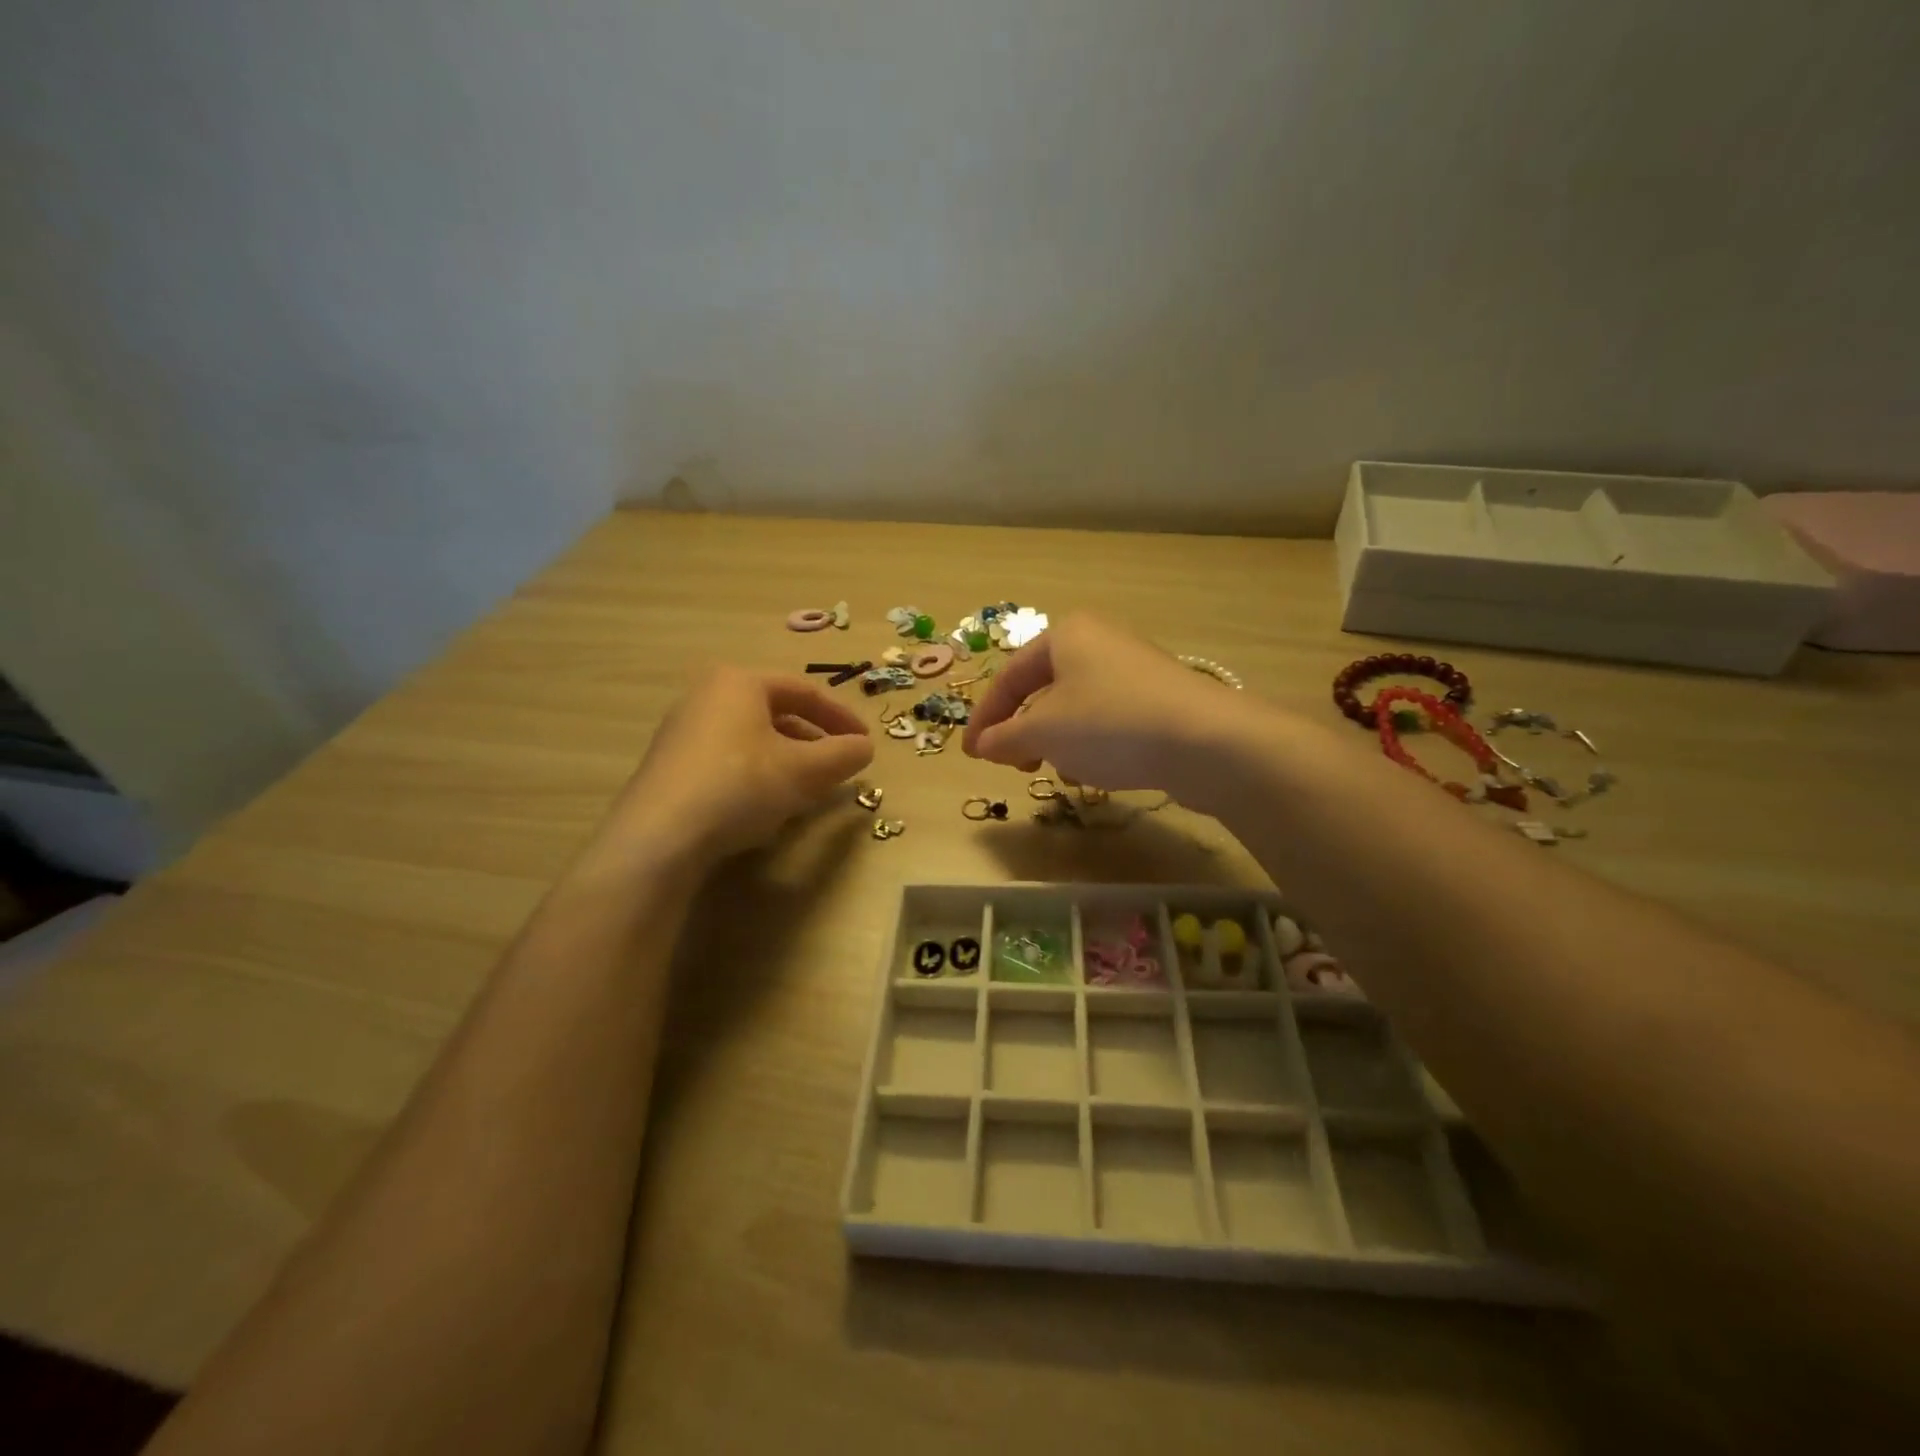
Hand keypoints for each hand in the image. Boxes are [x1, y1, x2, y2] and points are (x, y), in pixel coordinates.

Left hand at [605, 667, 873, 862]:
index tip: (865, 743)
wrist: (660, 836)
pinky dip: (758, 772)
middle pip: (776, 711)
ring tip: (808, 786)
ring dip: (787, 758)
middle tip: (838, 764)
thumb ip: (843, 755)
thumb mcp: (805, 770)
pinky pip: (728, 757)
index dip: (842, 717)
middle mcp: (707, 695)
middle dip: (814, 739)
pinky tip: (766, 803)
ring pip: (752, 736)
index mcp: (740, 682)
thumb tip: (865, 748)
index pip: (805, 691)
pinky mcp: (671, 764)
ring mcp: (683, 729)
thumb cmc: (741, 785)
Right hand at [961, 614, 1254, 799]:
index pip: (1010, 676)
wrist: (1204, 741)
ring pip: (1077, 706)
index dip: (985, 718)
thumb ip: (1005, 737)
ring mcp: (1135, 670)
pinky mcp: (1161, 700)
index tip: (971, 755)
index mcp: (1066, 635)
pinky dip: (1091, 743)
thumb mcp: (1043, 732)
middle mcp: (1101, 642)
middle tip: (1014, 764)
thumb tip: (983, 744)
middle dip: (1023, 730)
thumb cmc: (1108, 724)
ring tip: (1056, 771)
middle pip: (1044, 689)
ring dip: (1056, 740)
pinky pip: (1109, 719)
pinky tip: (1096, 772)